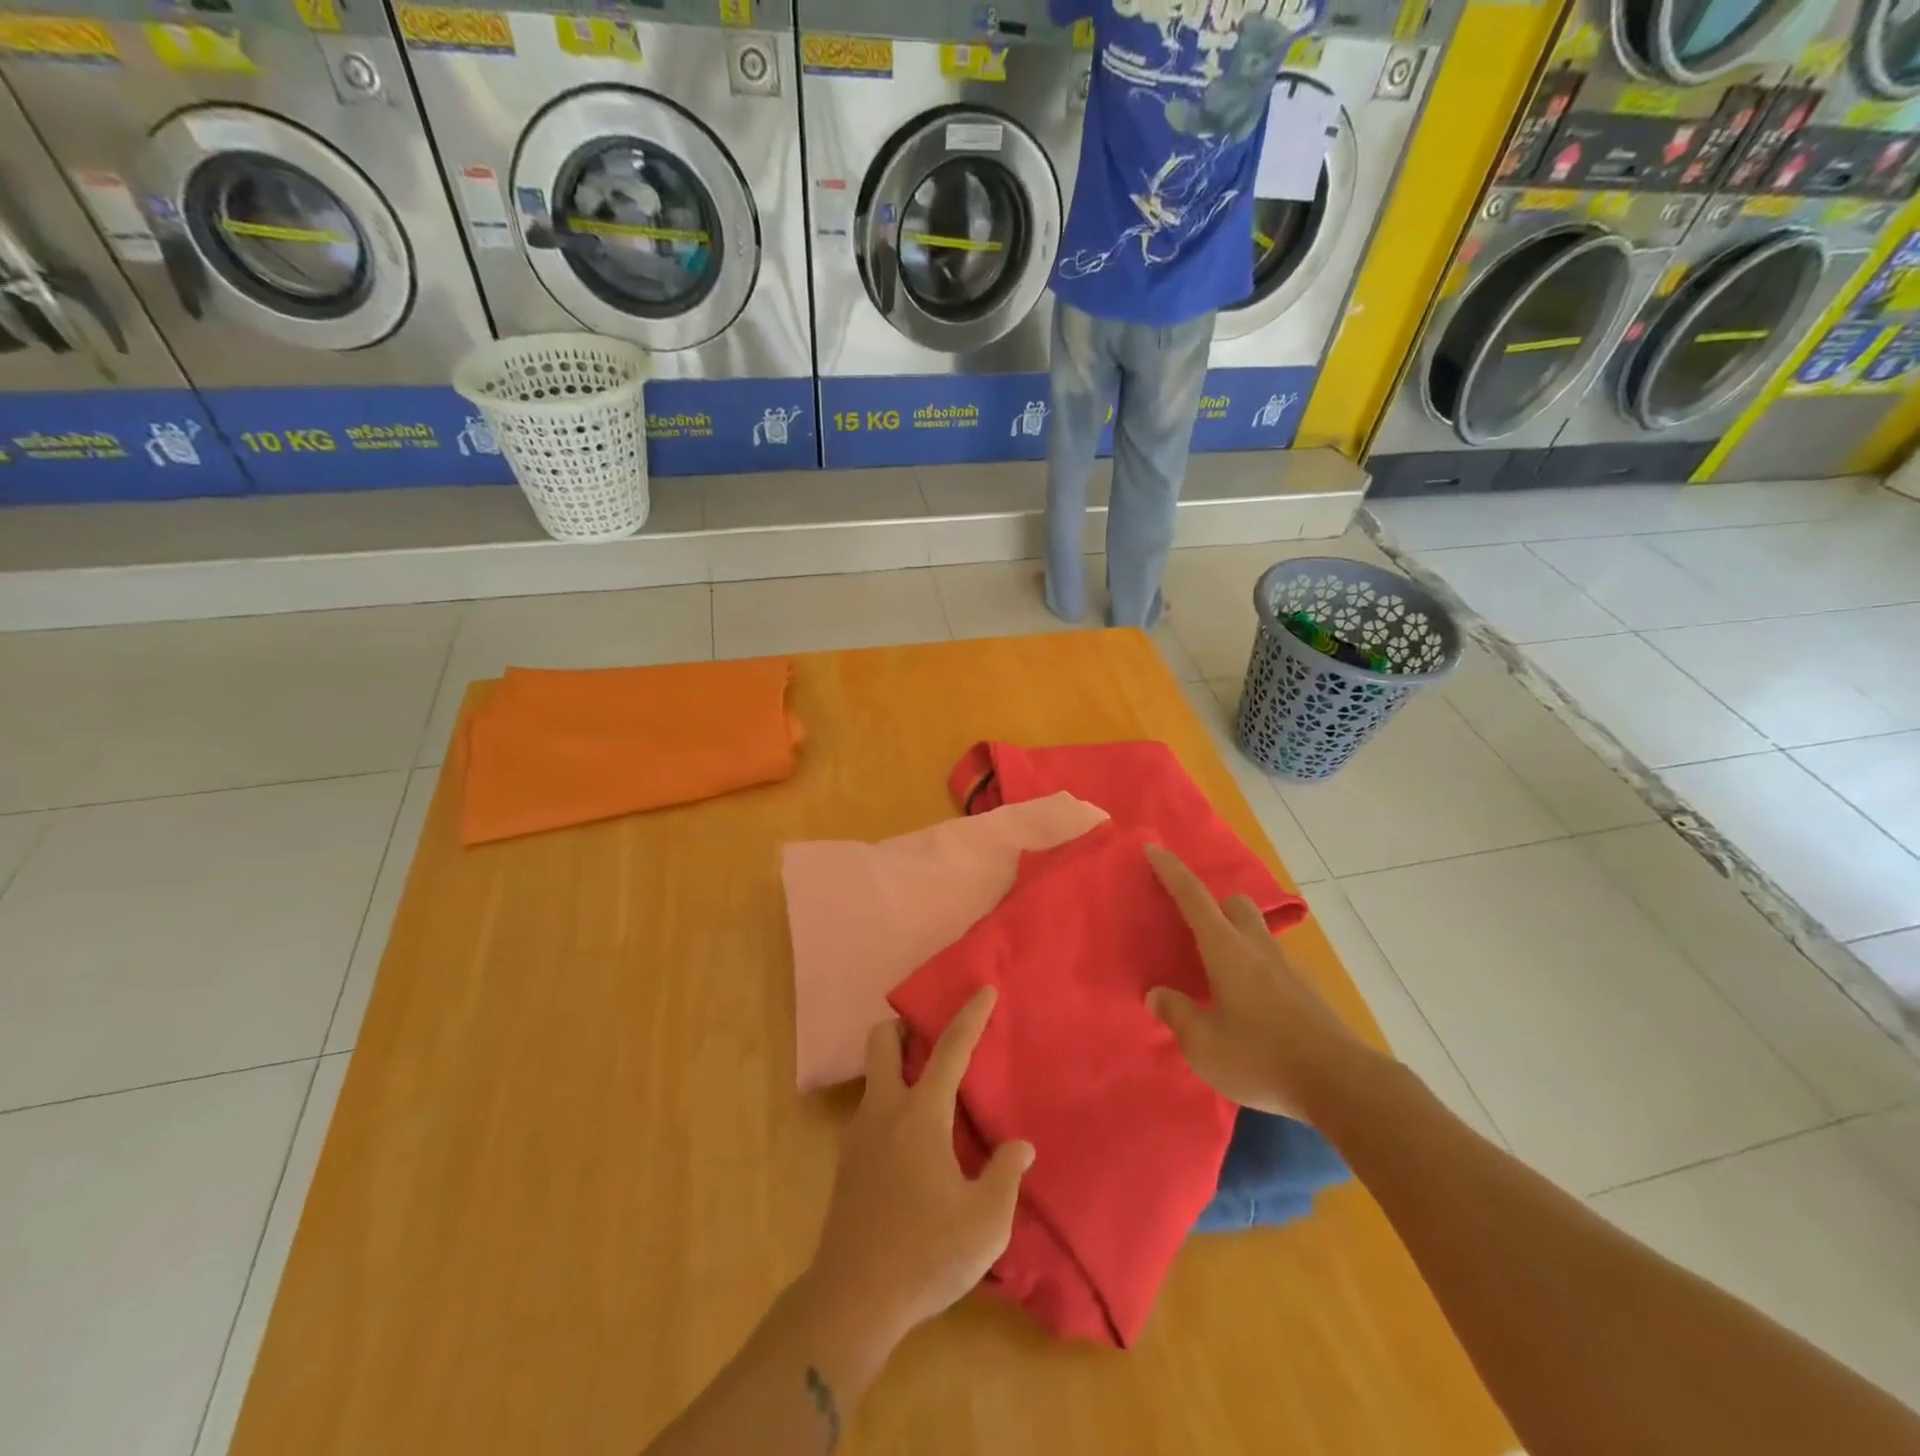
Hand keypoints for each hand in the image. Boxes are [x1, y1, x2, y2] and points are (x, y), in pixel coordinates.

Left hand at [809, 987, 1034, 1340]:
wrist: (851, 1300)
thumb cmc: (924, 1255)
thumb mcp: (985, 1223)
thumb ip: (1005, 1176)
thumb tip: (1019, 1146)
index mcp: (920, 1116)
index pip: (949, 1050)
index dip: (969, 1017)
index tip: (983, 989)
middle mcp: (884, 1112)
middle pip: (882, 1042)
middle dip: (905, 1027)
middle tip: (933, 1038)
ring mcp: (859, 1135)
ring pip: (873, 1077)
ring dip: (898, 1068)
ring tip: (931, 1092)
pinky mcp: (847, 1163)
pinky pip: (871, 1111)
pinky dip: (891, 1103)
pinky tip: (914, 1142)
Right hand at [1145, 844, 1379, 1122]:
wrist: (1342, 1085)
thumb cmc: (1262, 1058)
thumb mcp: (1203, 1045)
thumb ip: (1177, 1015)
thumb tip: (1157, 994)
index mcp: (1226, 950)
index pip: (1193, 898)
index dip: (1171, 871)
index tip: (1153, 847)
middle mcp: (1257, 949)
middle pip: (1235, 904)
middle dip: (1213, 904)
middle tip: (1192, 928)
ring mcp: (1288, 970)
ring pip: (1257, 933)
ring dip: (1236, 938)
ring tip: (1217, 974)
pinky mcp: (1307, 994)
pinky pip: (1273, 966)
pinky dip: (1255, 971)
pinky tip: (1249, 1008)